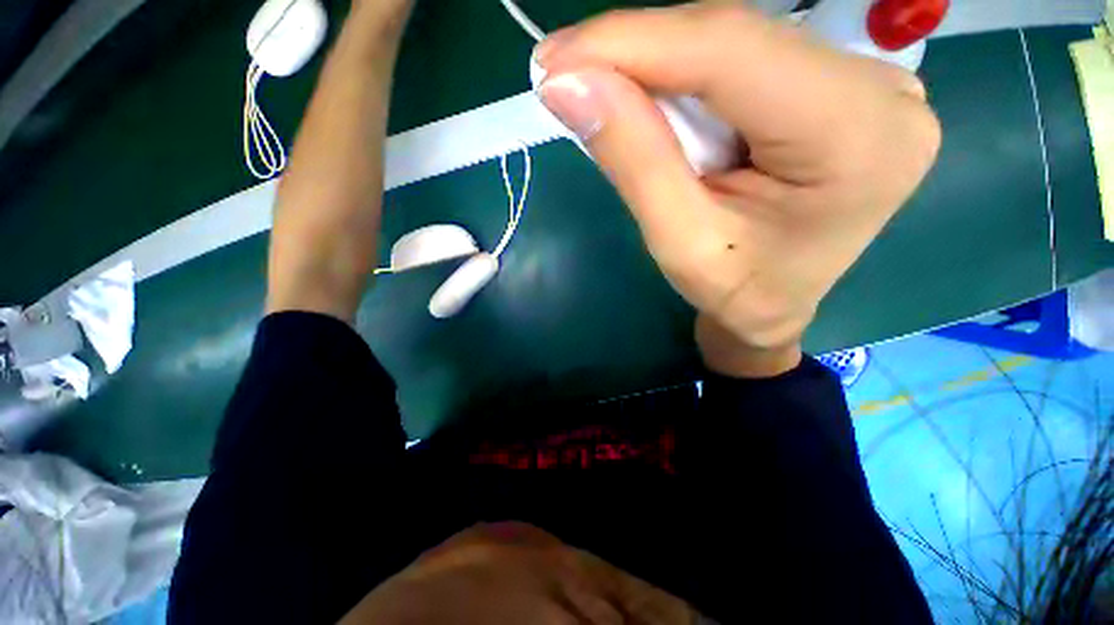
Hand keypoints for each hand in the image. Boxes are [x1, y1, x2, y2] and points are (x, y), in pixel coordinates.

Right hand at [535, 4, 939, 376]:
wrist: (774, 310)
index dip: (629, 42)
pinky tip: (648, 104)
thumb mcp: (678, 242)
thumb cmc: (735, 293)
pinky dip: (683, 78)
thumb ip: (632, 158)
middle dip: (635, 55)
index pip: (729, 52)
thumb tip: (568, 85)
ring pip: (732, 44)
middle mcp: (878, 90)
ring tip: (598, 96)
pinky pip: (743, 60)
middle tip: (563, 77)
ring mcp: (866, 81)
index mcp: (856, 138)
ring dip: (654, 68)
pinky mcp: (839, 85)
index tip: (553, 60)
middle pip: (731, 40)